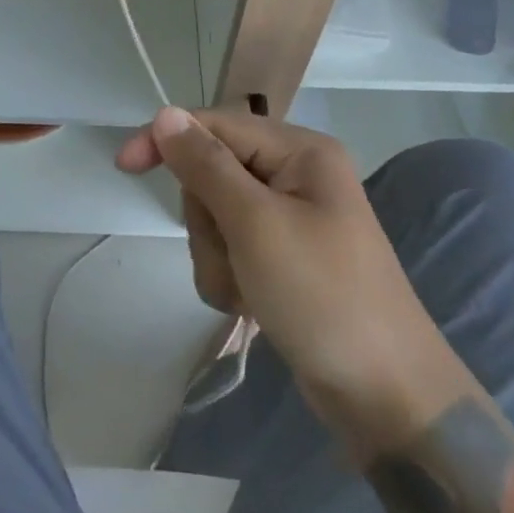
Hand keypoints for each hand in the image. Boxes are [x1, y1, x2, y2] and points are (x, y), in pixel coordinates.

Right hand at [117, 108, 469, 454]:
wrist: (388, 399)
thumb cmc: (323, 297)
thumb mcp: (256, 224)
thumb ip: (206, 165)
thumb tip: (165, 113)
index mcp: (300, 152)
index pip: (216, 125)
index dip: (168, 140)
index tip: (124, 166)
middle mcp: (295, 176)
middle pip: (212, 174)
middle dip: (207, 221)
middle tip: (232, 254)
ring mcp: (290, 220)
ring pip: (215, 218)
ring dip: (217, 256)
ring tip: (247, 290)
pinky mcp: (284, 259)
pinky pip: (231, 251)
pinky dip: (229, 278)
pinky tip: (252, 306)